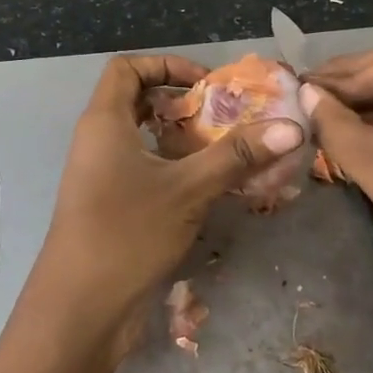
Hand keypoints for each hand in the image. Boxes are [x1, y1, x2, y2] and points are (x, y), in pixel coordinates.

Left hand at [20, 54, 305, 368]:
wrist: (81, 308)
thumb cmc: (127, 233)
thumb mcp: (188, 189)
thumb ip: (237, 156)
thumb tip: (292, 127)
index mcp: (104, 122)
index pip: (127, 68)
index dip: (166, 64)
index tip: (206, 84)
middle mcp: (98, 141)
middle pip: (137, 101)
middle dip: (182, 103)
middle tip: (224, 117)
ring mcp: (101, 176)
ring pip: (143, 140)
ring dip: (183, 140)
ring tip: (226, 151)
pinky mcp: (110, 206)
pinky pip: (144, 171)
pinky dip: (175, 169)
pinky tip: (209, 188)